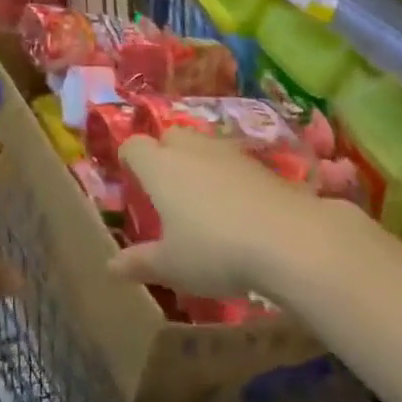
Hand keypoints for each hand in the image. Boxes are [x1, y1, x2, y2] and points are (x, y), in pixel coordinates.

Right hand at [110, 128, 345, 296]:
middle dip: (164, 153)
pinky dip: (229, 176)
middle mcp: (191, 150)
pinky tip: (237, 206)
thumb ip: (141, 262)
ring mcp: (229, 153)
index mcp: (160, 167)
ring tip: (202, 197)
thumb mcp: (172, 266)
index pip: (134, 146)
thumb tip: (111, 266)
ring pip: (204, 145)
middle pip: (170, 136)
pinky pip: (234, 161)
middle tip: (166, 187)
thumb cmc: (215, 250)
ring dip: (198, 162)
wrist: (290, 239)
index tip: (131, 179)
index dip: (129, 159)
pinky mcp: (262, 164)